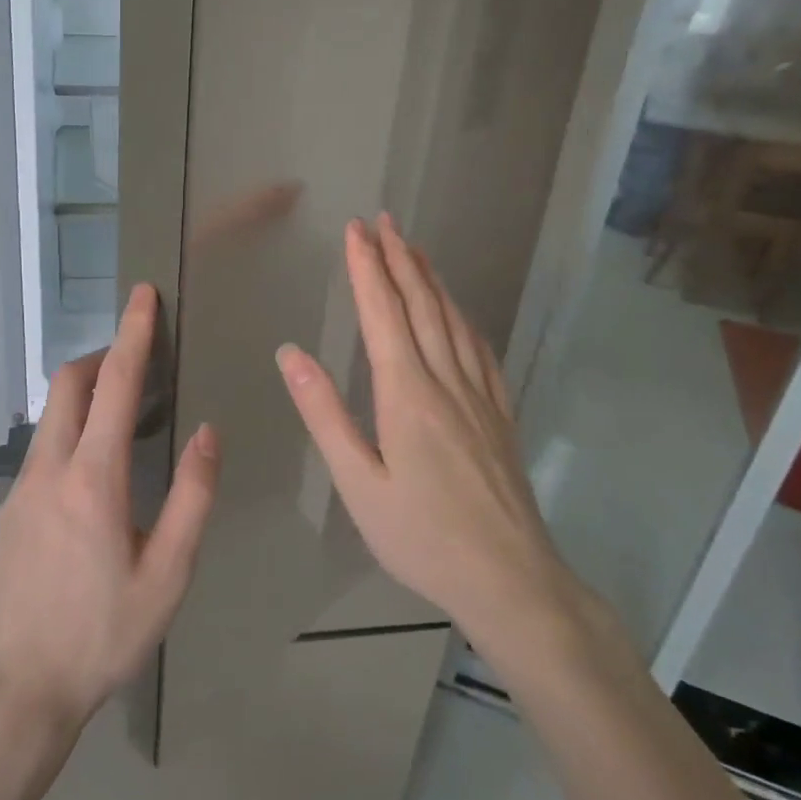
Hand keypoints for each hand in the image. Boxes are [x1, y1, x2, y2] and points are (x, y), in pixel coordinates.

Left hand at [0, 283, 220, 731]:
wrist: (17, 689)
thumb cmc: (103, 634)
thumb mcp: (167, 575)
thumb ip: (192, 498)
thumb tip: (206, 433)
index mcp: (92, 479)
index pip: (116, 385)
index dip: (133, 334)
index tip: (142, 294)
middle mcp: (48, 469)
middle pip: (67, 383)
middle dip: (102, 355)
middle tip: (138, 360)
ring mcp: (19, 488)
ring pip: (49, 414)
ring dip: (84, 393)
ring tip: (123, 412)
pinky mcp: (6, 510)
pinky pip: (41, 446)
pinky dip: (69, 428)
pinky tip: (93, 469)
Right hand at [275, 215, 586, 666]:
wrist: (510, 578)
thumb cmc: (420, 536)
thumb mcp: (357, 482)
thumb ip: (325, 414)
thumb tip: (290, 354)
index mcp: (406, 394)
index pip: (382, 314)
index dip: (367, 268)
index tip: (355, 231)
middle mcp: (445, 382)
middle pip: (421, 306)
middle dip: (399, 259)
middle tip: (384, 221)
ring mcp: (479, 396)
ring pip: (452, 321)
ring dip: (431, 279)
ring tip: (415, 248)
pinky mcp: (499, 414)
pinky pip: (480, 350)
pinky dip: (462, 318)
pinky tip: (458, 312)